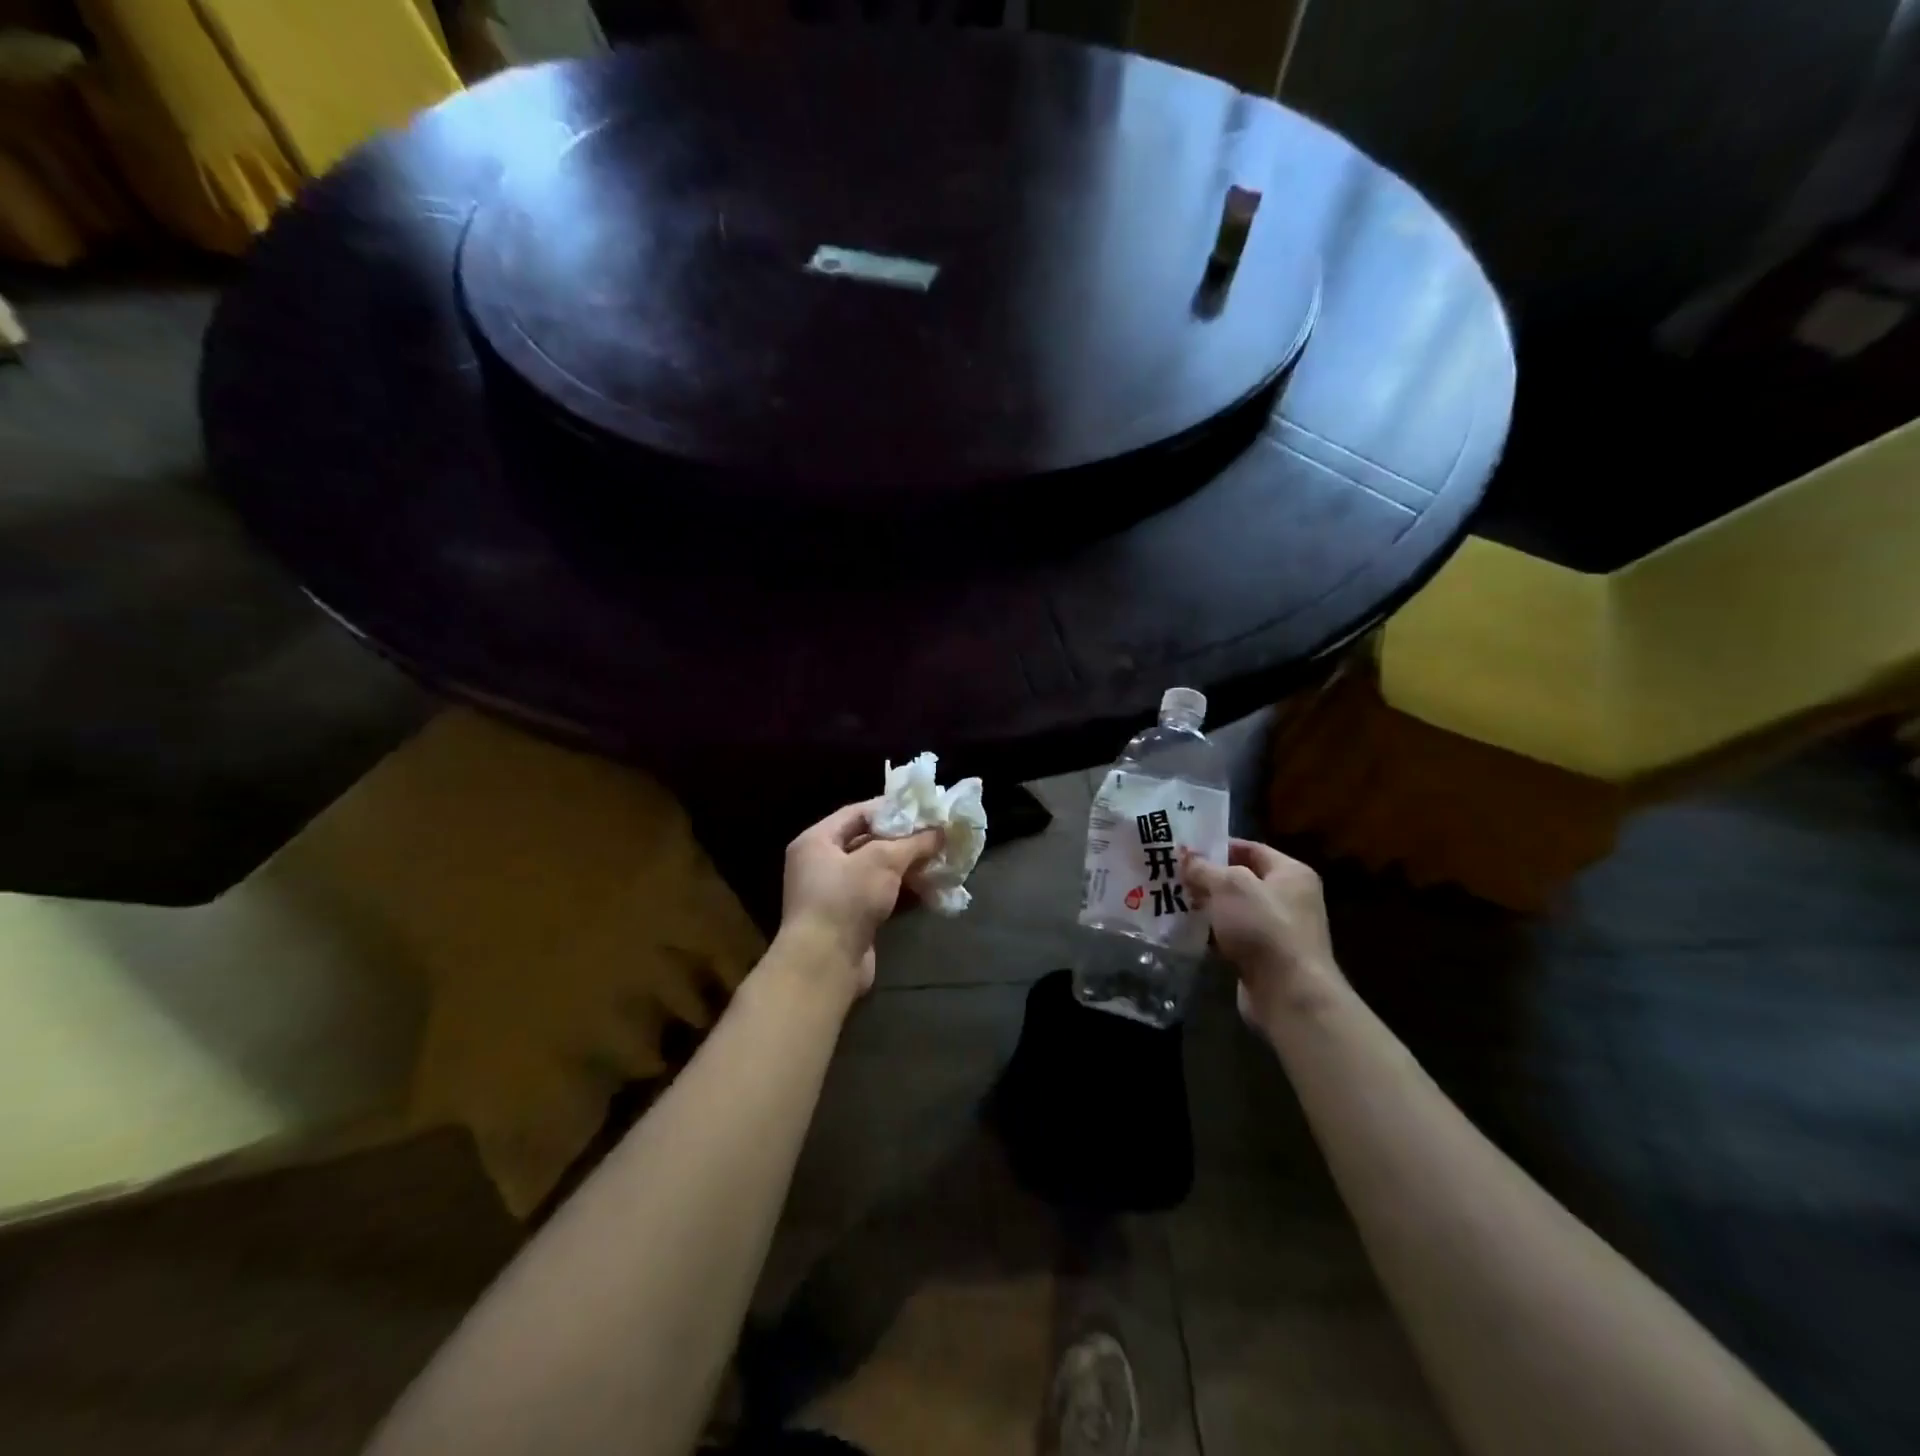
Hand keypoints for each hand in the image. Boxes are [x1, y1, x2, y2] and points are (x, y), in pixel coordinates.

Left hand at [778, 800, 942, 996]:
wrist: (825, 964)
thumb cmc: (846, 899)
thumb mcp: (882, 861)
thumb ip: (913, 842)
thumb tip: (941, 830)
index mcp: (816, 841)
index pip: (857, 813)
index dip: (891, 809)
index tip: (923, 809)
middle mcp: (820, 864)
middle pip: (868, 842)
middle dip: (904, 841)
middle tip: (937, 835)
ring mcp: (834, 894)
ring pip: (876, 872)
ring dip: (907, 867)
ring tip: (940, 861)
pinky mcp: (849, 920)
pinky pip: (879, 896)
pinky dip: (902, 891)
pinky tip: (930, 889)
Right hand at [1183, 839, 1343, 1034]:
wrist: (1289, 994)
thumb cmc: (1263, 927)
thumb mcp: (1229, 886)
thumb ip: (1204, 868)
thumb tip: (1185, 856)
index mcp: (1291, 873)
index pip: (1250, 849)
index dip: (1217, 846)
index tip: (1184, 849)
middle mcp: (1289, 898)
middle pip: (1241, 879)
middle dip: (1207, 878)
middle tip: (1172, 875)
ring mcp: (1277, 930)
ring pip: (1233, 910)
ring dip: (1206, 907)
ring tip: (1171, 900)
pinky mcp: (1264, 958)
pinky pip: (1232, 937)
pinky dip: (1211, 934)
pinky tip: (1186, 931)